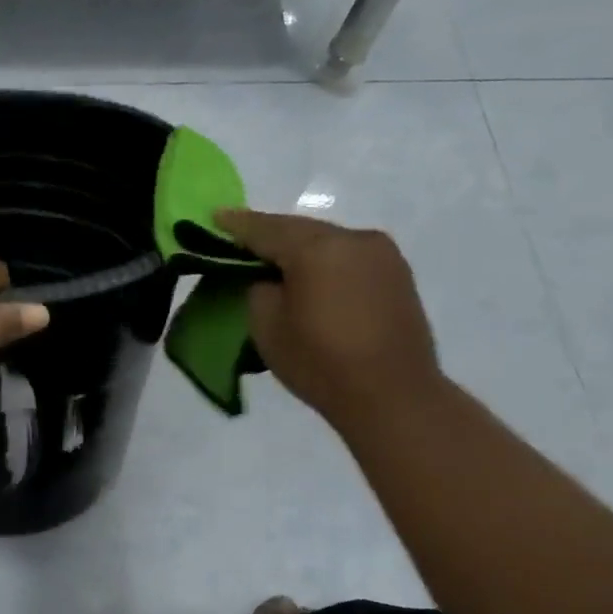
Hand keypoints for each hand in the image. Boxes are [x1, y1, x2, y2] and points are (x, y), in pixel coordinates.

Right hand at [216, 208, 443, 429]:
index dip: (236, 224)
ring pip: (326, 241)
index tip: (215, 216)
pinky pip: (347, 256)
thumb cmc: (321, 362)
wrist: (394, 397)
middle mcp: (353, 239)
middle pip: (299, 229)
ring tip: (275, 262)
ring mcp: (381, 254)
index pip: (265, 229)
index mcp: (317, 248)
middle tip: (241, 241)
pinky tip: (311, 276)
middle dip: (269, 235)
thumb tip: (270, 278)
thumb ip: (259, 289)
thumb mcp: (266, 326)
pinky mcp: (397, 274)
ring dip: (299, 248)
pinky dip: (324, 261)